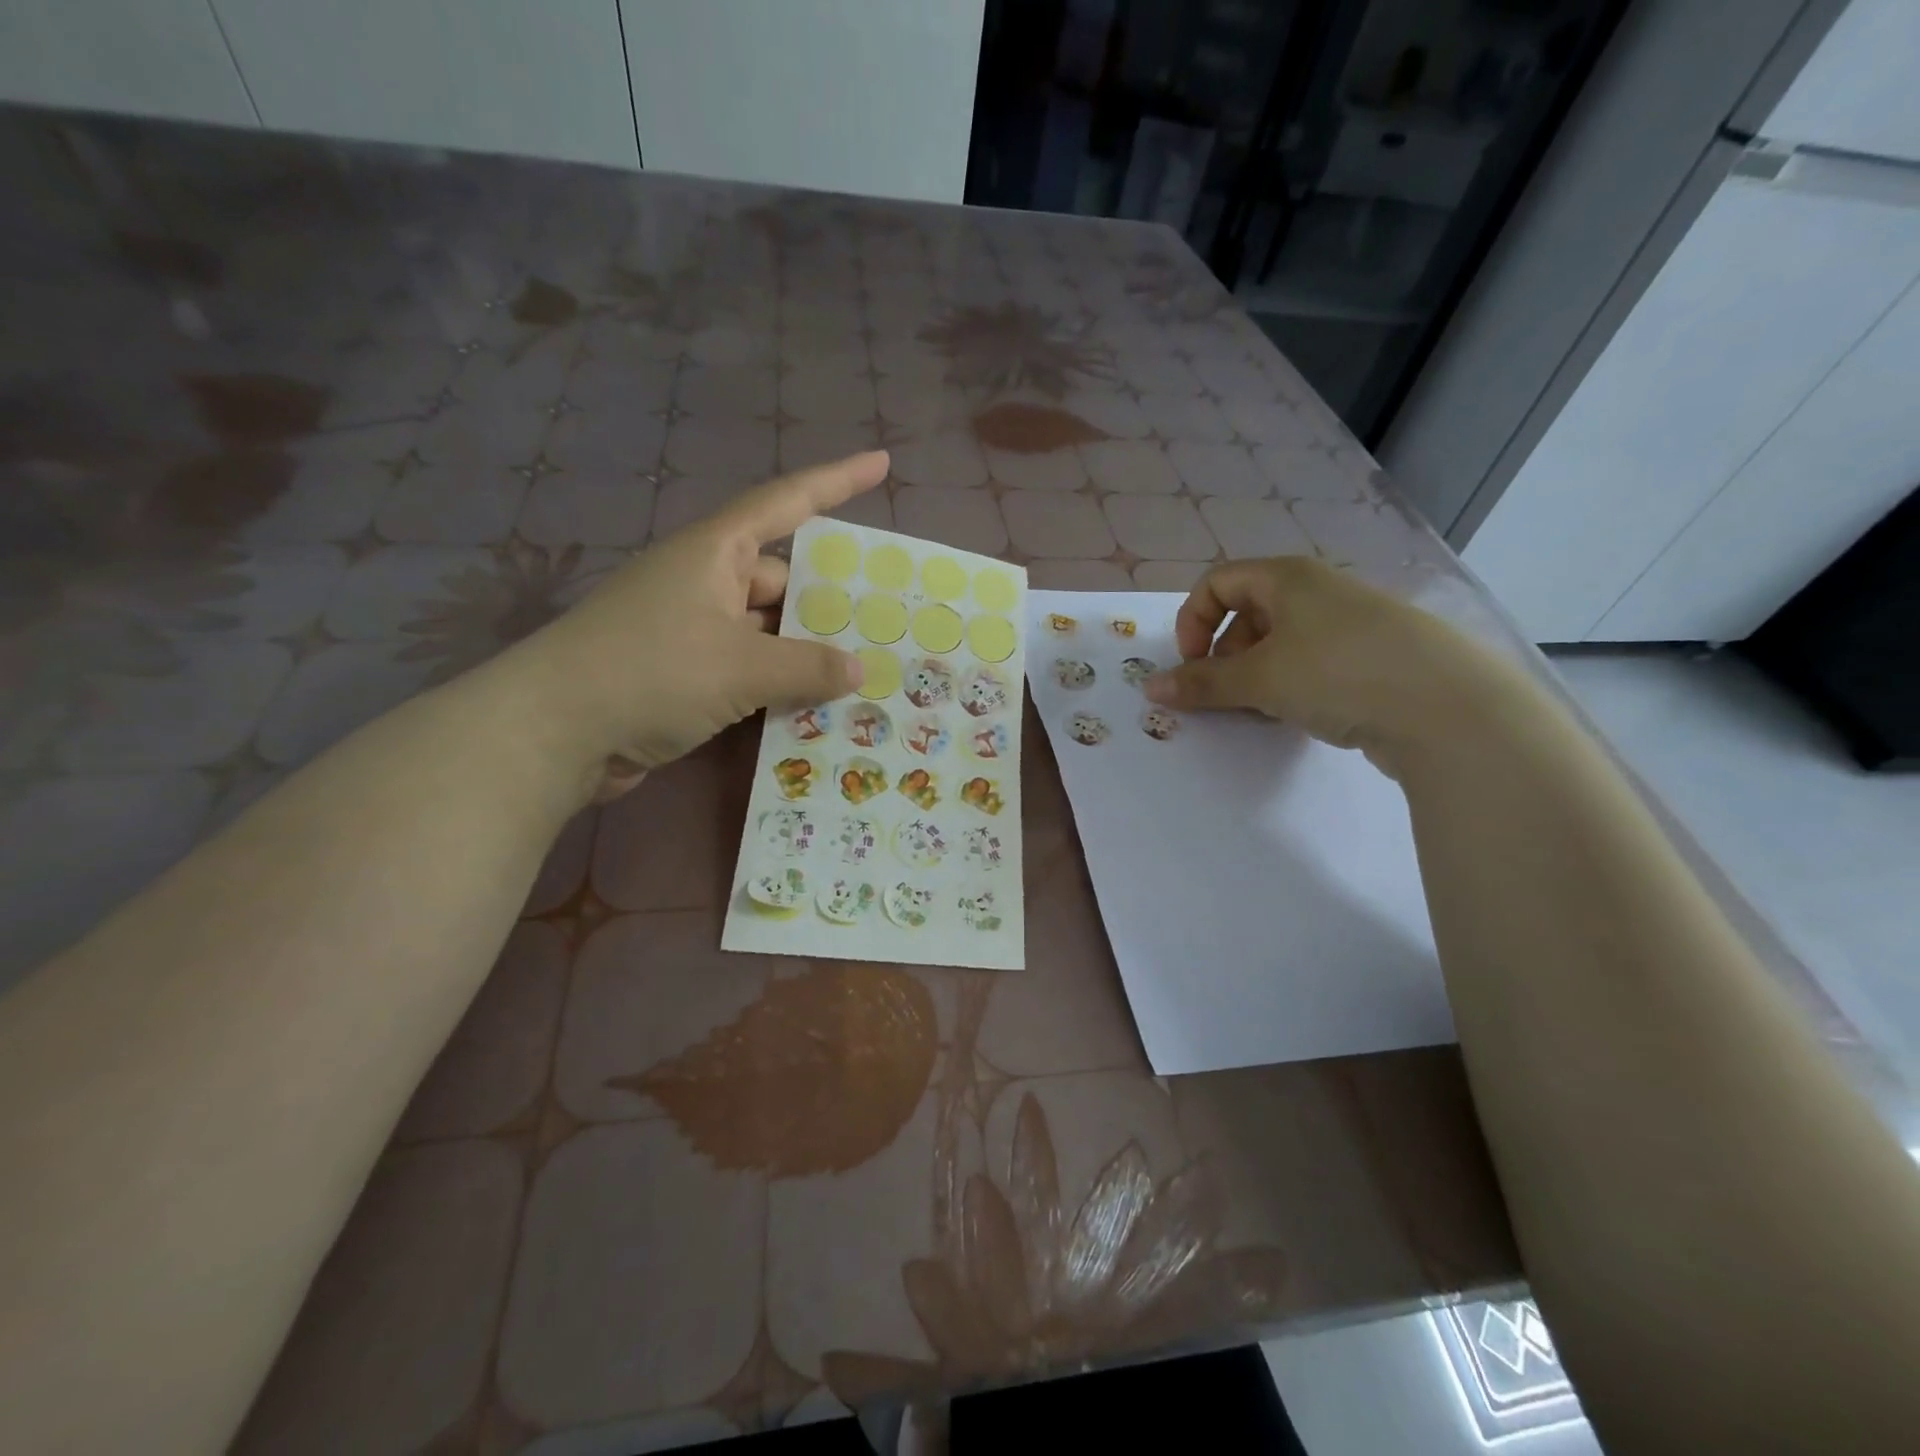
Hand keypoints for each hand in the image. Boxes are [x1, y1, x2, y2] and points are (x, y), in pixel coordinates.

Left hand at [487, 451, 887, 800]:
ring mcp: (692, 631)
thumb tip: (856, 669)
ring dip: (805, 652)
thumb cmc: (650, 672)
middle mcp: (704, 583)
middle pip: (782, 578)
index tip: (881, 462)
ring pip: (767, 630)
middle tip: (887, 621)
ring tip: (864, 672)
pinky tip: (816, 706)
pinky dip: (778, 684)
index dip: (836, 480)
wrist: (554, 733)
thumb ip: (806, 666)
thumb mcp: (740, 666)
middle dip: (829, 599)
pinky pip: (748, 668)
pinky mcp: (684, 675)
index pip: (786, 503)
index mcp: (714, 553)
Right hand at [1142, 557, 1526, 771]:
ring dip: (1255, 677)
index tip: (1191, 664)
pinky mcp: (1373, 659)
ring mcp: (1349, 625)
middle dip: (1223, 656)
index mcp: (1287, 578)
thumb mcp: (1258, 679)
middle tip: (1223, 696)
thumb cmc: (1337, 672)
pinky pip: (1313, 666)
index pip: (1218, 583)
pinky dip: (1292, 688)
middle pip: (1247, 615)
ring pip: (1280, 644)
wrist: (1446, 707)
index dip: (1192, 621)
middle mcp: (1317, 592)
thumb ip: (1201, 684)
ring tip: (1260, 712)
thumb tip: (1150, 688)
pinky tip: (1298, 717)